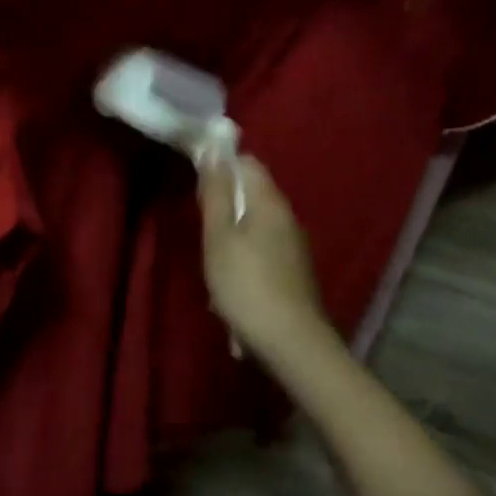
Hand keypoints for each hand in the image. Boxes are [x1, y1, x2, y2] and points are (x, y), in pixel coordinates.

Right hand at [198, 154, 339, 368]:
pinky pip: (264, 255)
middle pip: (252, 196)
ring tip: (214, 269)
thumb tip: (215, 152)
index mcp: (270, 202)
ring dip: (233, 240)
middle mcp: (288, 218)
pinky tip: (233, 293)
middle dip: (226, 208)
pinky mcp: (296, 274)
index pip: (248, 163)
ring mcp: (296, 247)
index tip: (199, 186)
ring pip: (256, 228)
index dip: (222, 166)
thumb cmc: (246, 285)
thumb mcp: (219, 237)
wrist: (292, 344)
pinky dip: (246, 264)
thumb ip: (216, 194)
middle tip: (203, 232)